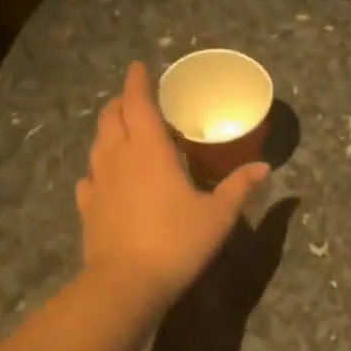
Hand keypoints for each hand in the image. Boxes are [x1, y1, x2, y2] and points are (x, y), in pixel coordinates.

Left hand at [76, 61, 269, 312]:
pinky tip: (108, 178)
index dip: (137, 81)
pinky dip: (99, 167)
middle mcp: (118, 157)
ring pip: (97, 143)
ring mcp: (97, 182)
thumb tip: (264, 168)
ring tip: (124, 132)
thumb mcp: (217, 216)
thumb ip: (239, 188)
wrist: (126, 284)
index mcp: (149, 150)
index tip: (138, 66)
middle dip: (121, 102)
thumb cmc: (176, 243)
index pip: (138, 103)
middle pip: (111, 117)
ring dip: (109, 130)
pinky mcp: (87, 207)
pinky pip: (90, 176)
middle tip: (136, 99)